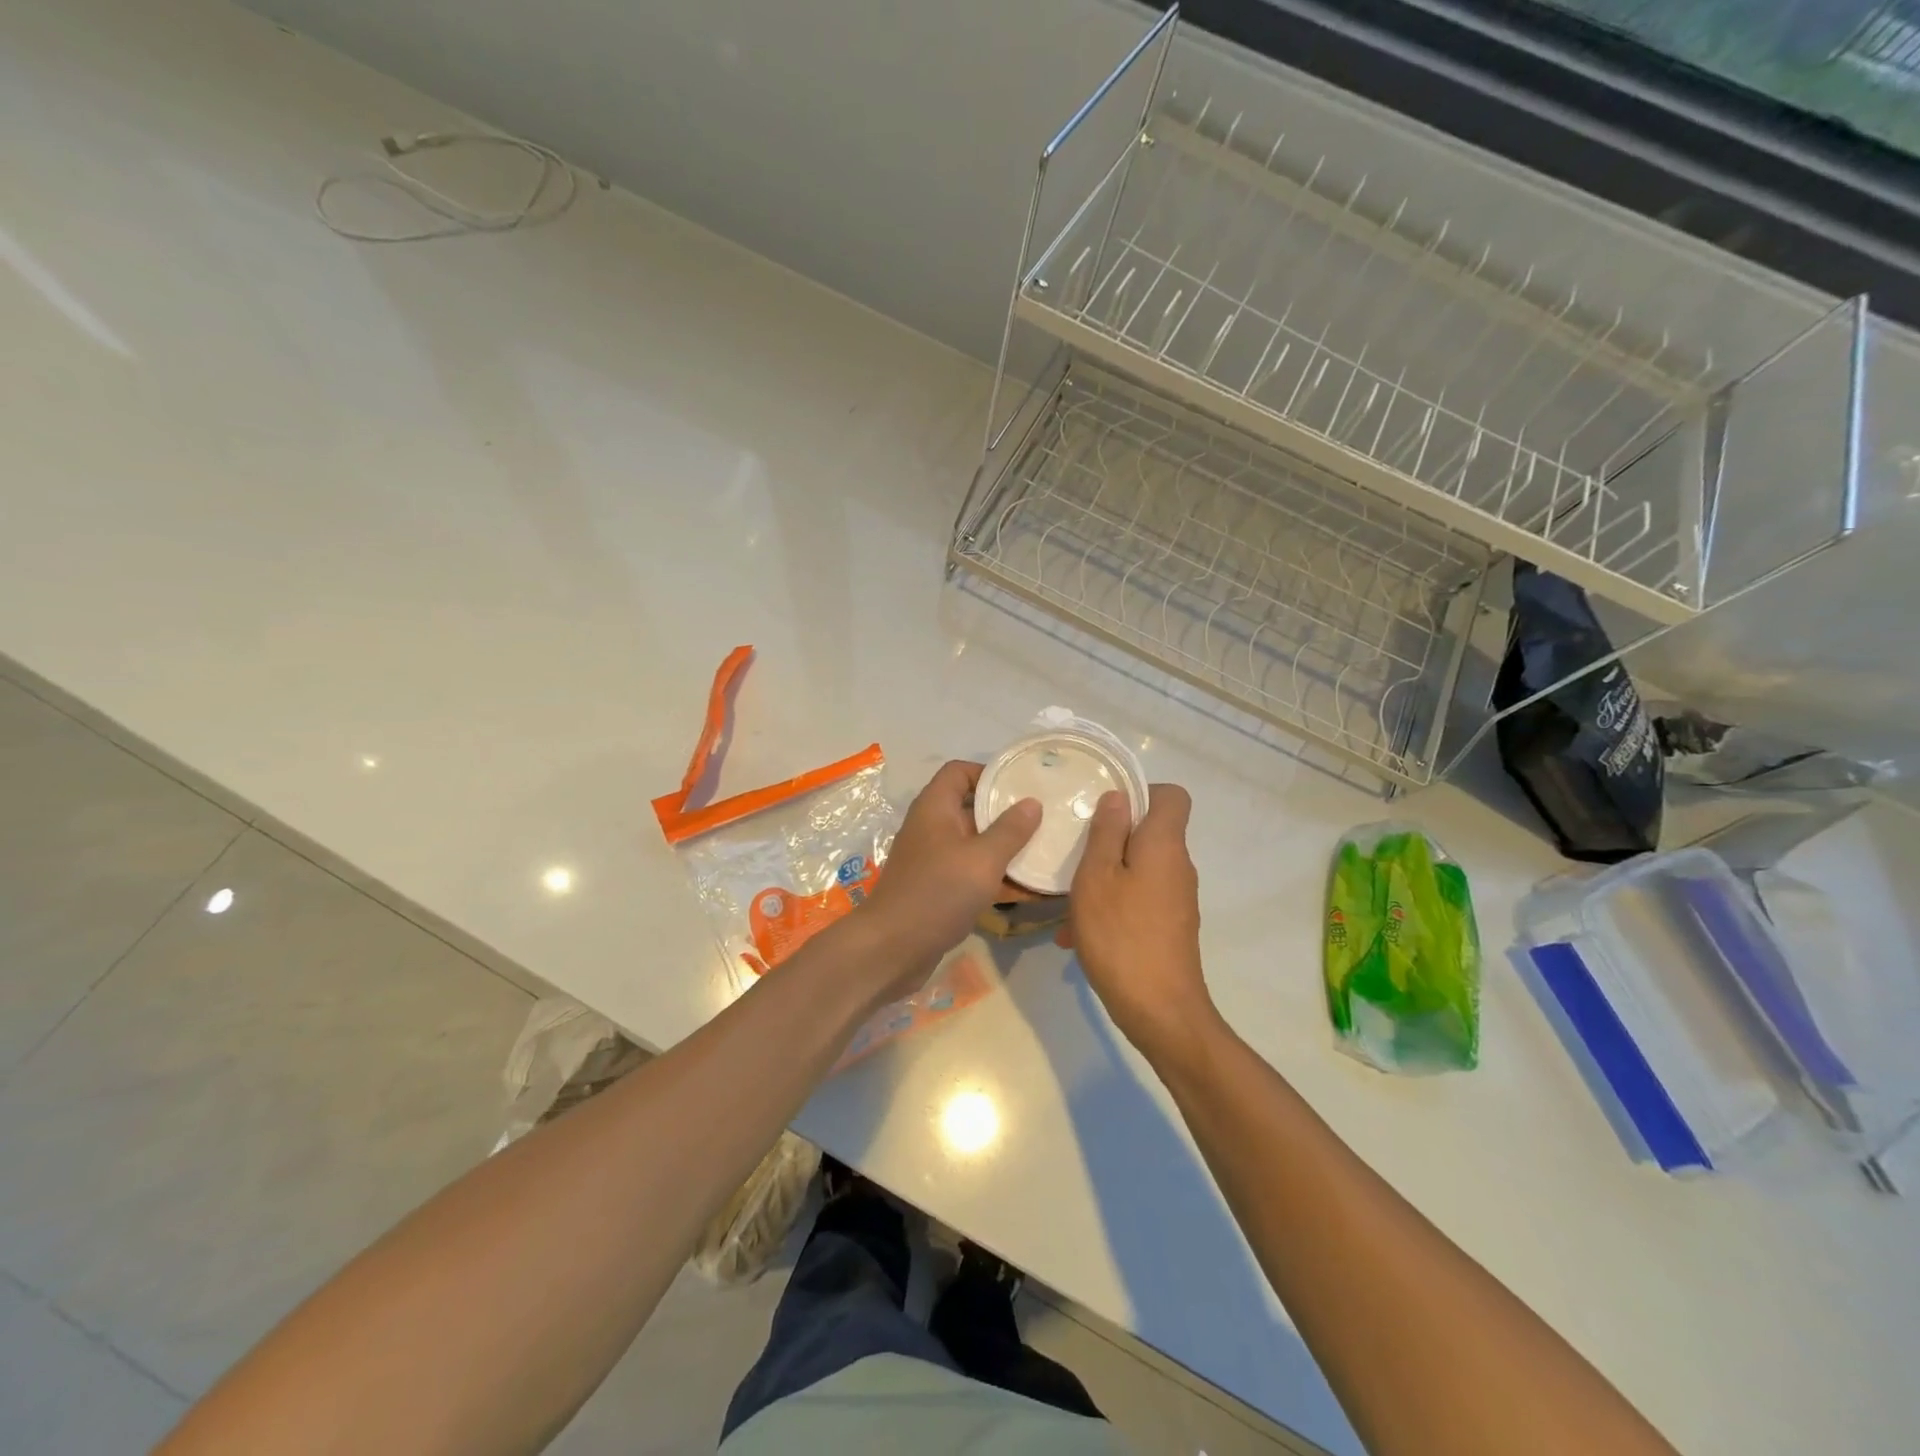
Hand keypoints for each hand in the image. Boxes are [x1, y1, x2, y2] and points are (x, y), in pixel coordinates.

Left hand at [858, 761, 1041, 998]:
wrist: (892, 949)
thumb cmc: (937, 893)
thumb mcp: (982, 859)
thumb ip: (1010, 830)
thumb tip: (1032, 802)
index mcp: (935, 808)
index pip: (959, 772)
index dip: (989, 773)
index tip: (1022, 786)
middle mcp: (932, 828)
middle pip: (971, 808)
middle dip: (1007, 814)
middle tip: (1044, 819)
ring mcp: (933, 860)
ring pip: (975, 844)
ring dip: (1006, 849)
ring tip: (1044, 852)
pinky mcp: (938, 889)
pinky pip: (972, 873)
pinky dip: (996, 877)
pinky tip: (1029, 890)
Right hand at [1062, 784, 1221, 1068]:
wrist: (1160, 1011)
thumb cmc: (1120, 935)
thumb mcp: (1097, 877)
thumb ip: (1106, 832)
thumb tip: (1118, 797)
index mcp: (1164, 845)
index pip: (1172, 796)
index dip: (1140, 793)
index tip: (1105, 810)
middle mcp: (1178, 866)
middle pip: (1149, 834)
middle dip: (1109, 840)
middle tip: (1073, 855)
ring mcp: (1176, 899)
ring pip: (1137, 870)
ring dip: (1102, 880)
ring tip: (1067, 906)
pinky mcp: (1169, 927)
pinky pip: (1137, 901)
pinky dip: (1110, 908)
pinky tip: (1077, 937)